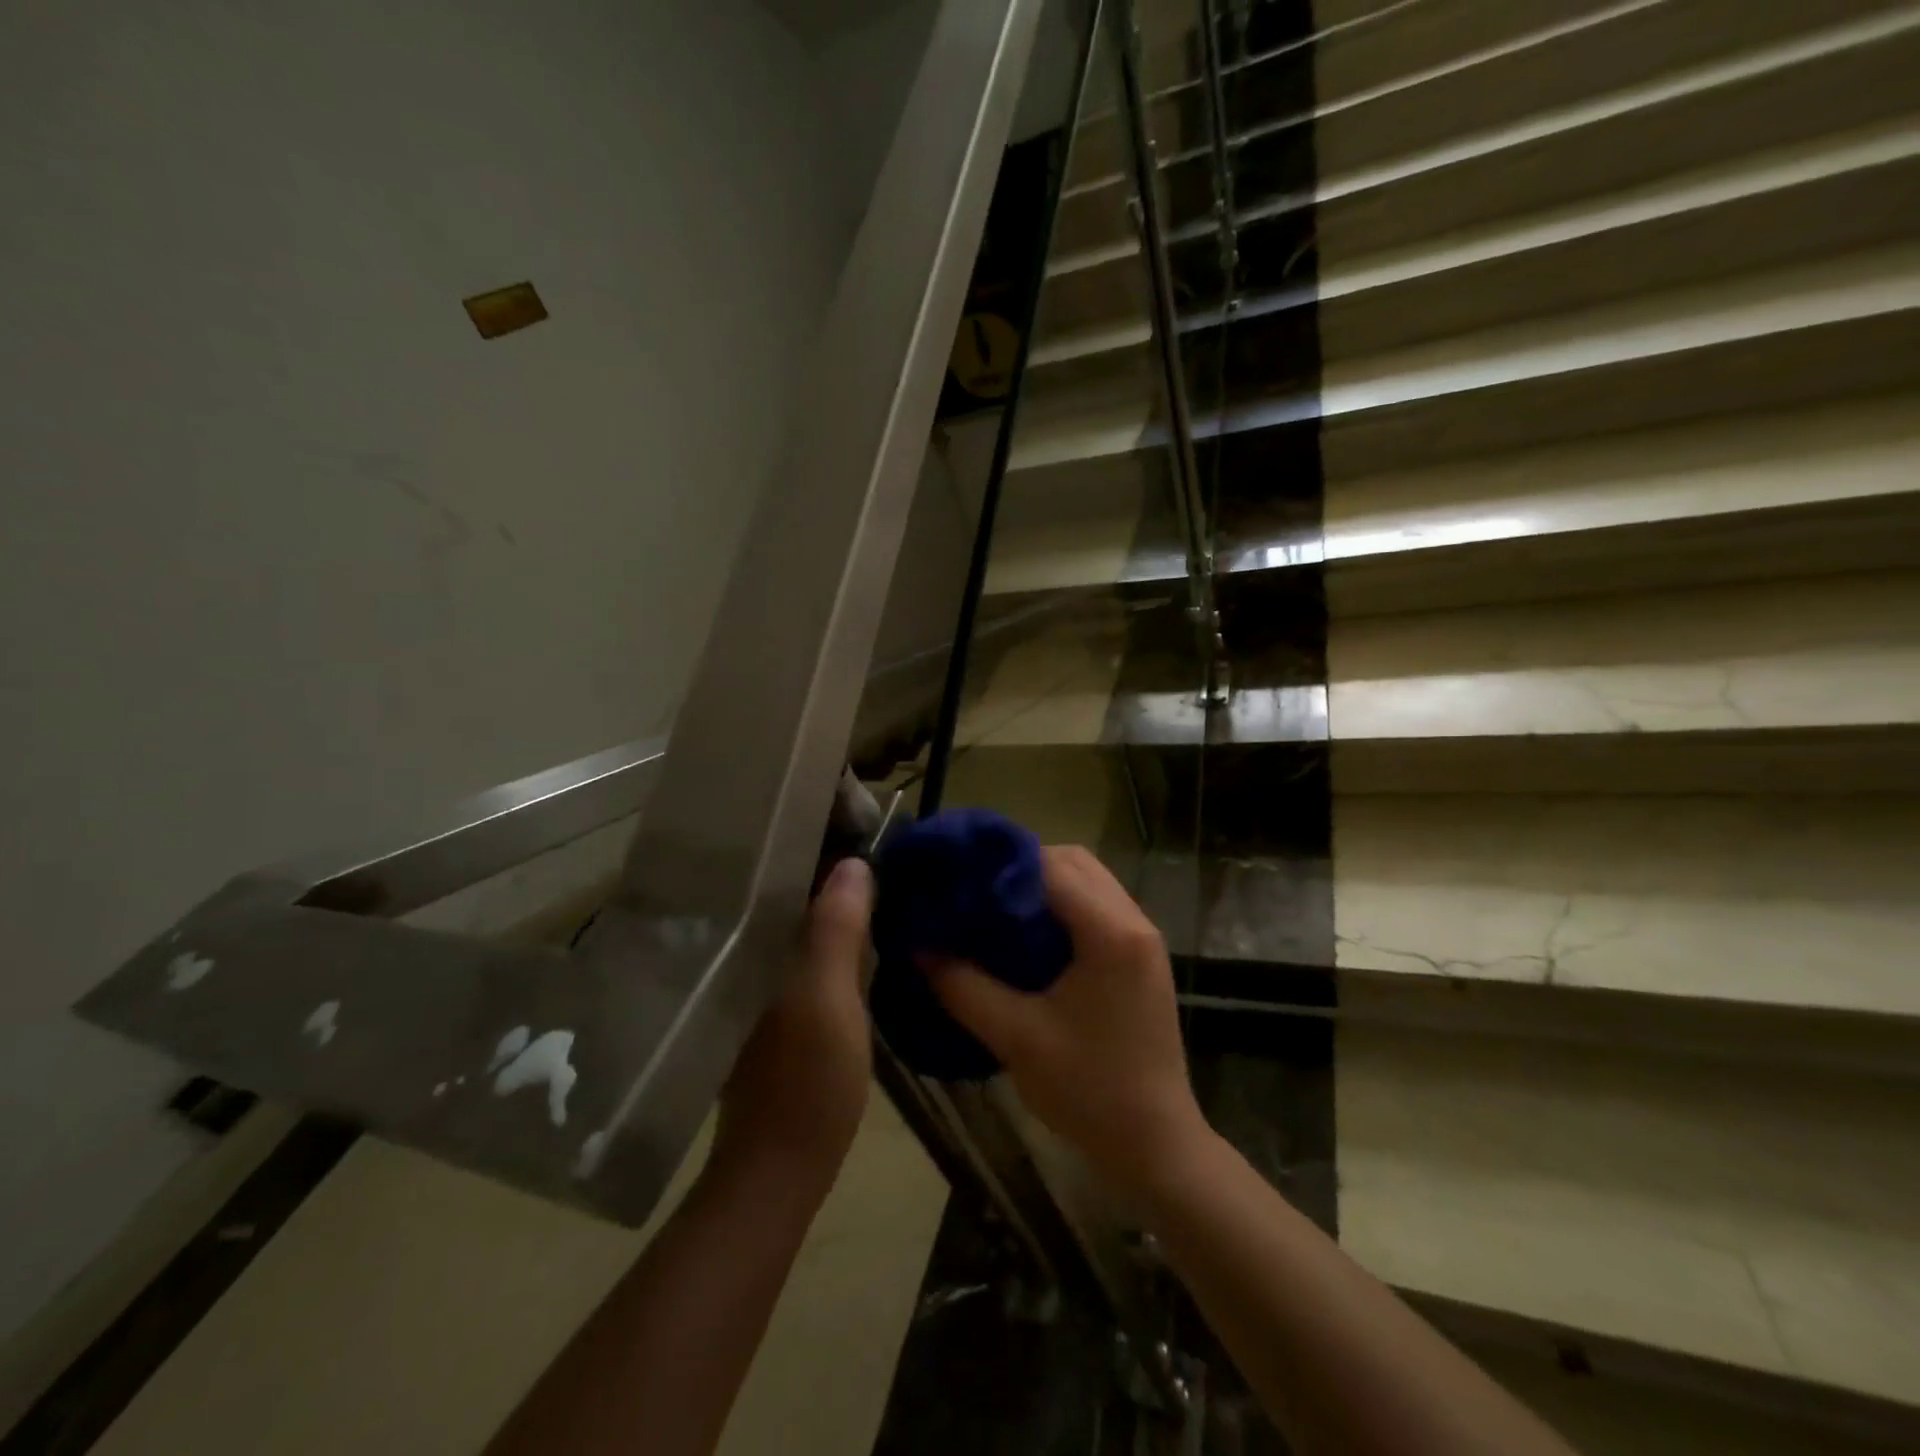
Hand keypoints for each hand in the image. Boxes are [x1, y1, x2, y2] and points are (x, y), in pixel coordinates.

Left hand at [712, 857, 874, 1190]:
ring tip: (865, 874)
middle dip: (822, 868)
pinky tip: (851, 930)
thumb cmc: (806, 1079)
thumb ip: (837, 930)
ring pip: (792, 924)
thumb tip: (854, 863)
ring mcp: (754, 983)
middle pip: (785, 896)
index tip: (849, 818)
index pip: (778, 876)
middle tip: (868, 842)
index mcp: (751, 948)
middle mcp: (743, 957)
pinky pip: (797, 951)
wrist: (779, 1166)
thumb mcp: (830, 998)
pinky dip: (822, 935)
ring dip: (824, 901)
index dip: (813, 844)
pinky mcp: (769, 1007)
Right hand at [925, 845, 1206, 1194]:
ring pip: (1088, 879)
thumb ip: (963, 986)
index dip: (1001, 865)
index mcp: (1110, 934)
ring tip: (998, 910)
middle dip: (1022, 866)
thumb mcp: (1015, 1037)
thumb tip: (918, 947)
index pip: (1050, 867)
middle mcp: (1134, 921)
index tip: (959, 878)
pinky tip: (1031, 935)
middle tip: (978, 892)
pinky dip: (1063, 904)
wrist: (1155, 1144)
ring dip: (1044, 883)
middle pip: (1074, 861)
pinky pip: (1098, 904)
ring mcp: (1143, 936)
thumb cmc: (1089, 1091)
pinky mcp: (1141, 955)